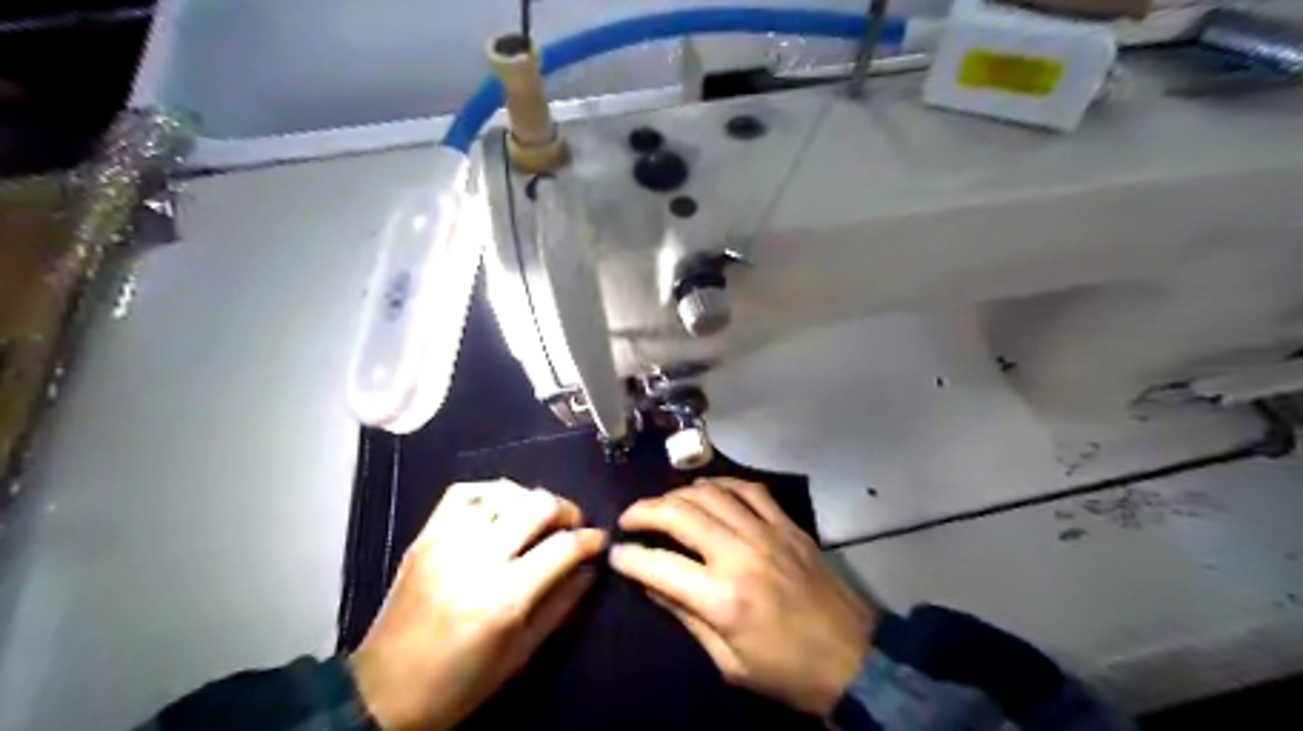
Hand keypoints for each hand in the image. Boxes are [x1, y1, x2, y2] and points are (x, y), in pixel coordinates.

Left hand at [348, 479, 608, 730]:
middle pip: (537, 505)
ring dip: (530, 500)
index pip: (562, 547)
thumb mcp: (521, 655)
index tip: (599, 540)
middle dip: (566, 510)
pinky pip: (463, 492)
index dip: (590, 539)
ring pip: (503, 491)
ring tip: (537, 518)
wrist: (382, 693)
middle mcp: (476, 559)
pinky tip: (501, 508)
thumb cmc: (459, 684)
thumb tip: (591, 568)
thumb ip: (562, 604)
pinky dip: (490, 492)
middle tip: (572, 525)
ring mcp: (446, 542)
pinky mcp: (424, 536)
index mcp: (503, 599)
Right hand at [612, 477, 873, 716]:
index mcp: (723, 598)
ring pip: (710, 493)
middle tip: (628, 518)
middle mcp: (740, 554)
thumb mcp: (729, 662)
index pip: (659, 565)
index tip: (614, 553)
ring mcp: (767, 532)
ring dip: (678, 493)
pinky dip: (720, 484)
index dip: (629, 557)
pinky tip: (706, 490)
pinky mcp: (787, 524)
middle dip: (644, 511)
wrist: (853, 658)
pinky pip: (748, 489)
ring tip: (662, 505)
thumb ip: (686, 617)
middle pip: (680, 513)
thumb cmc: (786, 672)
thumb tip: (650, 584)